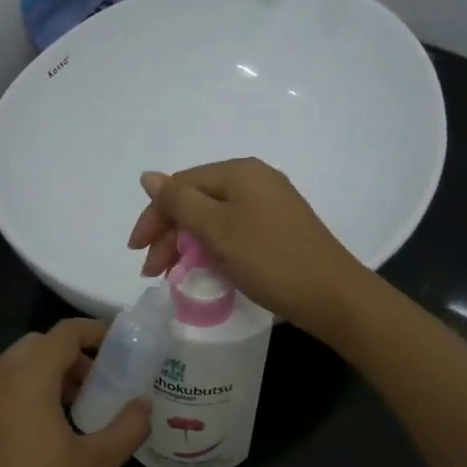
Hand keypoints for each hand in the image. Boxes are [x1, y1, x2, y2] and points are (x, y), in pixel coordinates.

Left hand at [0, 318, 149, 466]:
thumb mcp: (97, 465)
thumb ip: (127, 426)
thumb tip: (143, 405)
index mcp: (26, 383)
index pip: (62, 334)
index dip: (94, 331)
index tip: (122, 346)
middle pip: (34, 346)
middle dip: (70, 353)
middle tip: (101, 380)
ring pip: (13, 370)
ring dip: (47, 375)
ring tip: (79, 408)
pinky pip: (0, 395)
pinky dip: (26, 395)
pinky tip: (48, 434)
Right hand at [126, 158, 367, 336]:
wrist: (330, 294)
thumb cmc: (269, 258)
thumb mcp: (217, 229)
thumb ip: (179, 202)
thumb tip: (148, 177)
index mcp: (239, 172)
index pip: (181, 186)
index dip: (154, 217)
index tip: (136, 252)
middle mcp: (255, 180)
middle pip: (197, 201)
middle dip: (169, 235)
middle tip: (152, 272)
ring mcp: (270, 205)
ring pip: (213, 219)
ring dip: (187, 245)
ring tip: (173, 275)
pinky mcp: (278, 230)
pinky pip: (233, 232)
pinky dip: (212, 249)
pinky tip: (205, 270)